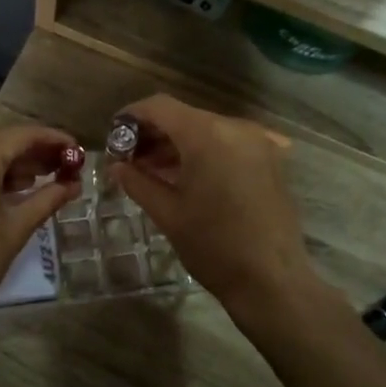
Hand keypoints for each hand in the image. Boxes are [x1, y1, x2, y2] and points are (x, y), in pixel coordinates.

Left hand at [0, 125, 80, 333]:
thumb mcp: (15, 229)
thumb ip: (47, 199)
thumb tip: (74, 185)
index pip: (23, 135)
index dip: (54, 139)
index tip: (77, 150)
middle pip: (1, 141)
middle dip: (34, 152)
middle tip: (64, 167)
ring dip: (11, 163)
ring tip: (43, 179)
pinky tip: (9, 189)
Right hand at [108, 95, 315, 313]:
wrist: (272, 280)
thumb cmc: (213, 246)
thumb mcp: (168, 213)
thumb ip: (138, 182)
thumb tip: (116, 166)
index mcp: (207, 135)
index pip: (160, 107)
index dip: (132, 116)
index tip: (114, 135)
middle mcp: (235, 128)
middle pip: (184, 116)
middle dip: (154, 133)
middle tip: (129, 160)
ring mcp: (258, 142)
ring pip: (207, 129)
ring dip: (178, 144)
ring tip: (154, 171)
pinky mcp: (271, 159)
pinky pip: (229, 144)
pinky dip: (205, 152)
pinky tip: (190, 177)